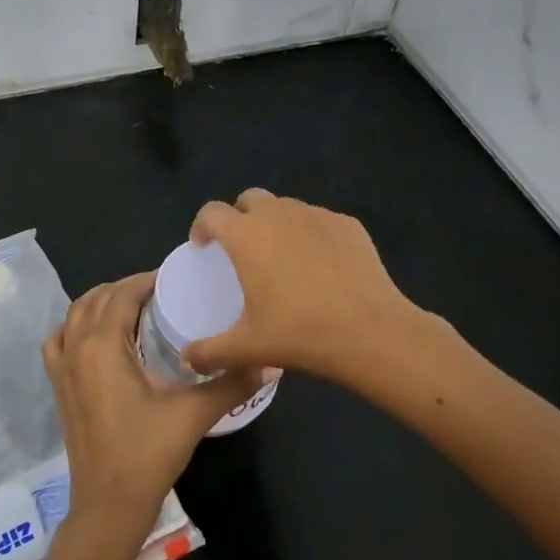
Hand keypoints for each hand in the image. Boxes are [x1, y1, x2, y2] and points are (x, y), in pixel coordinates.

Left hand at [43, 272, 273, 536]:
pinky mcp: (58, 387)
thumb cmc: (148, 453)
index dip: (146, 280)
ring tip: (132, 307)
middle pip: (97, 299)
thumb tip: (272, 362)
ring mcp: (62, 368)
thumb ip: (231, 383)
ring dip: (100, 302)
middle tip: (160, 292)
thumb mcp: (193, 414)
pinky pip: (59, 340)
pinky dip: (75, 326)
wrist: (108, 504)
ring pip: (74, 315)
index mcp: (103, 345)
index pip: (123, 294)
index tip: (173, 278)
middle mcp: (76, 348)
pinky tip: (95, 336)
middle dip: (126, 288)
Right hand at [183, 189, 423, 383]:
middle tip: (243, 249)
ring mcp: (317, 216)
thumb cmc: (299, 333)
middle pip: (250, 199)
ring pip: (287, 208)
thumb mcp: (248, 348)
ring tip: (283, 257)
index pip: (212, 212)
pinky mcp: (348, 225)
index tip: (203, 246)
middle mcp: (278, 215)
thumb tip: (188, 360)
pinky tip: (321, 266)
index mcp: (246, 236)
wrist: (371, 332)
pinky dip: (311, 235)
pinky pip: (320, 221)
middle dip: (240, 216)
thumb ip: (210, 352)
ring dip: (277, 223)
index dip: (201, 225)